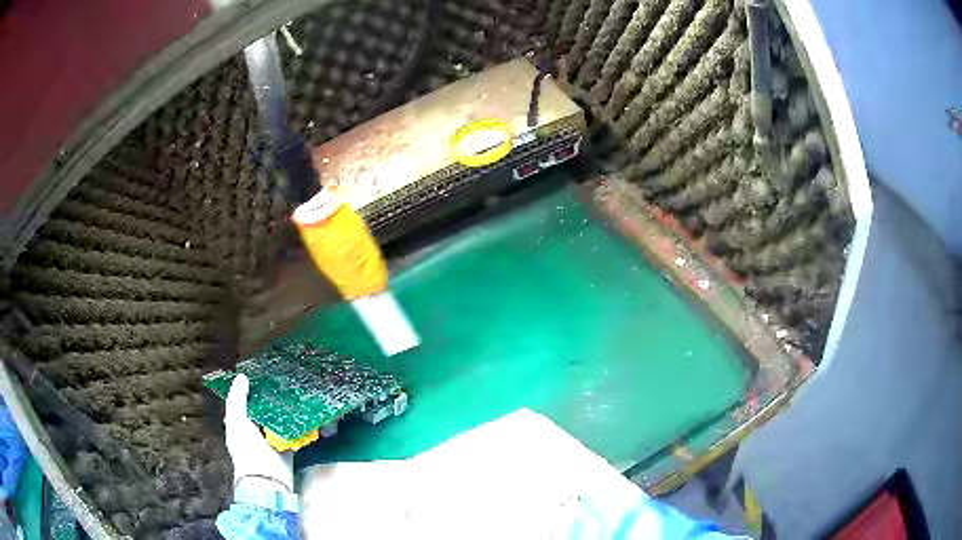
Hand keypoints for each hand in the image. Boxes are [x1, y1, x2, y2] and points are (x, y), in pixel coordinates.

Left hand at [224, 374, 293, 492]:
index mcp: (241, 422)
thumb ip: (237, 399)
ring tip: (298, 389)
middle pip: (265, 407)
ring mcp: (274, 437)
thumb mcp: (236, 421)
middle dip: (273, 396)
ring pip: (281, 417)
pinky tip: (306, 408)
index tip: (265, 372)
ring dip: (288, 407)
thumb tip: (243, 376)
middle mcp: (257, 429)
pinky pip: (294, 430)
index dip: (253, 387)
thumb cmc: (247, 450)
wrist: (268, 480)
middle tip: (285, 378)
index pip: (246, 400)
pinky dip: (299, 421)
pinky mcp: (289, 445)